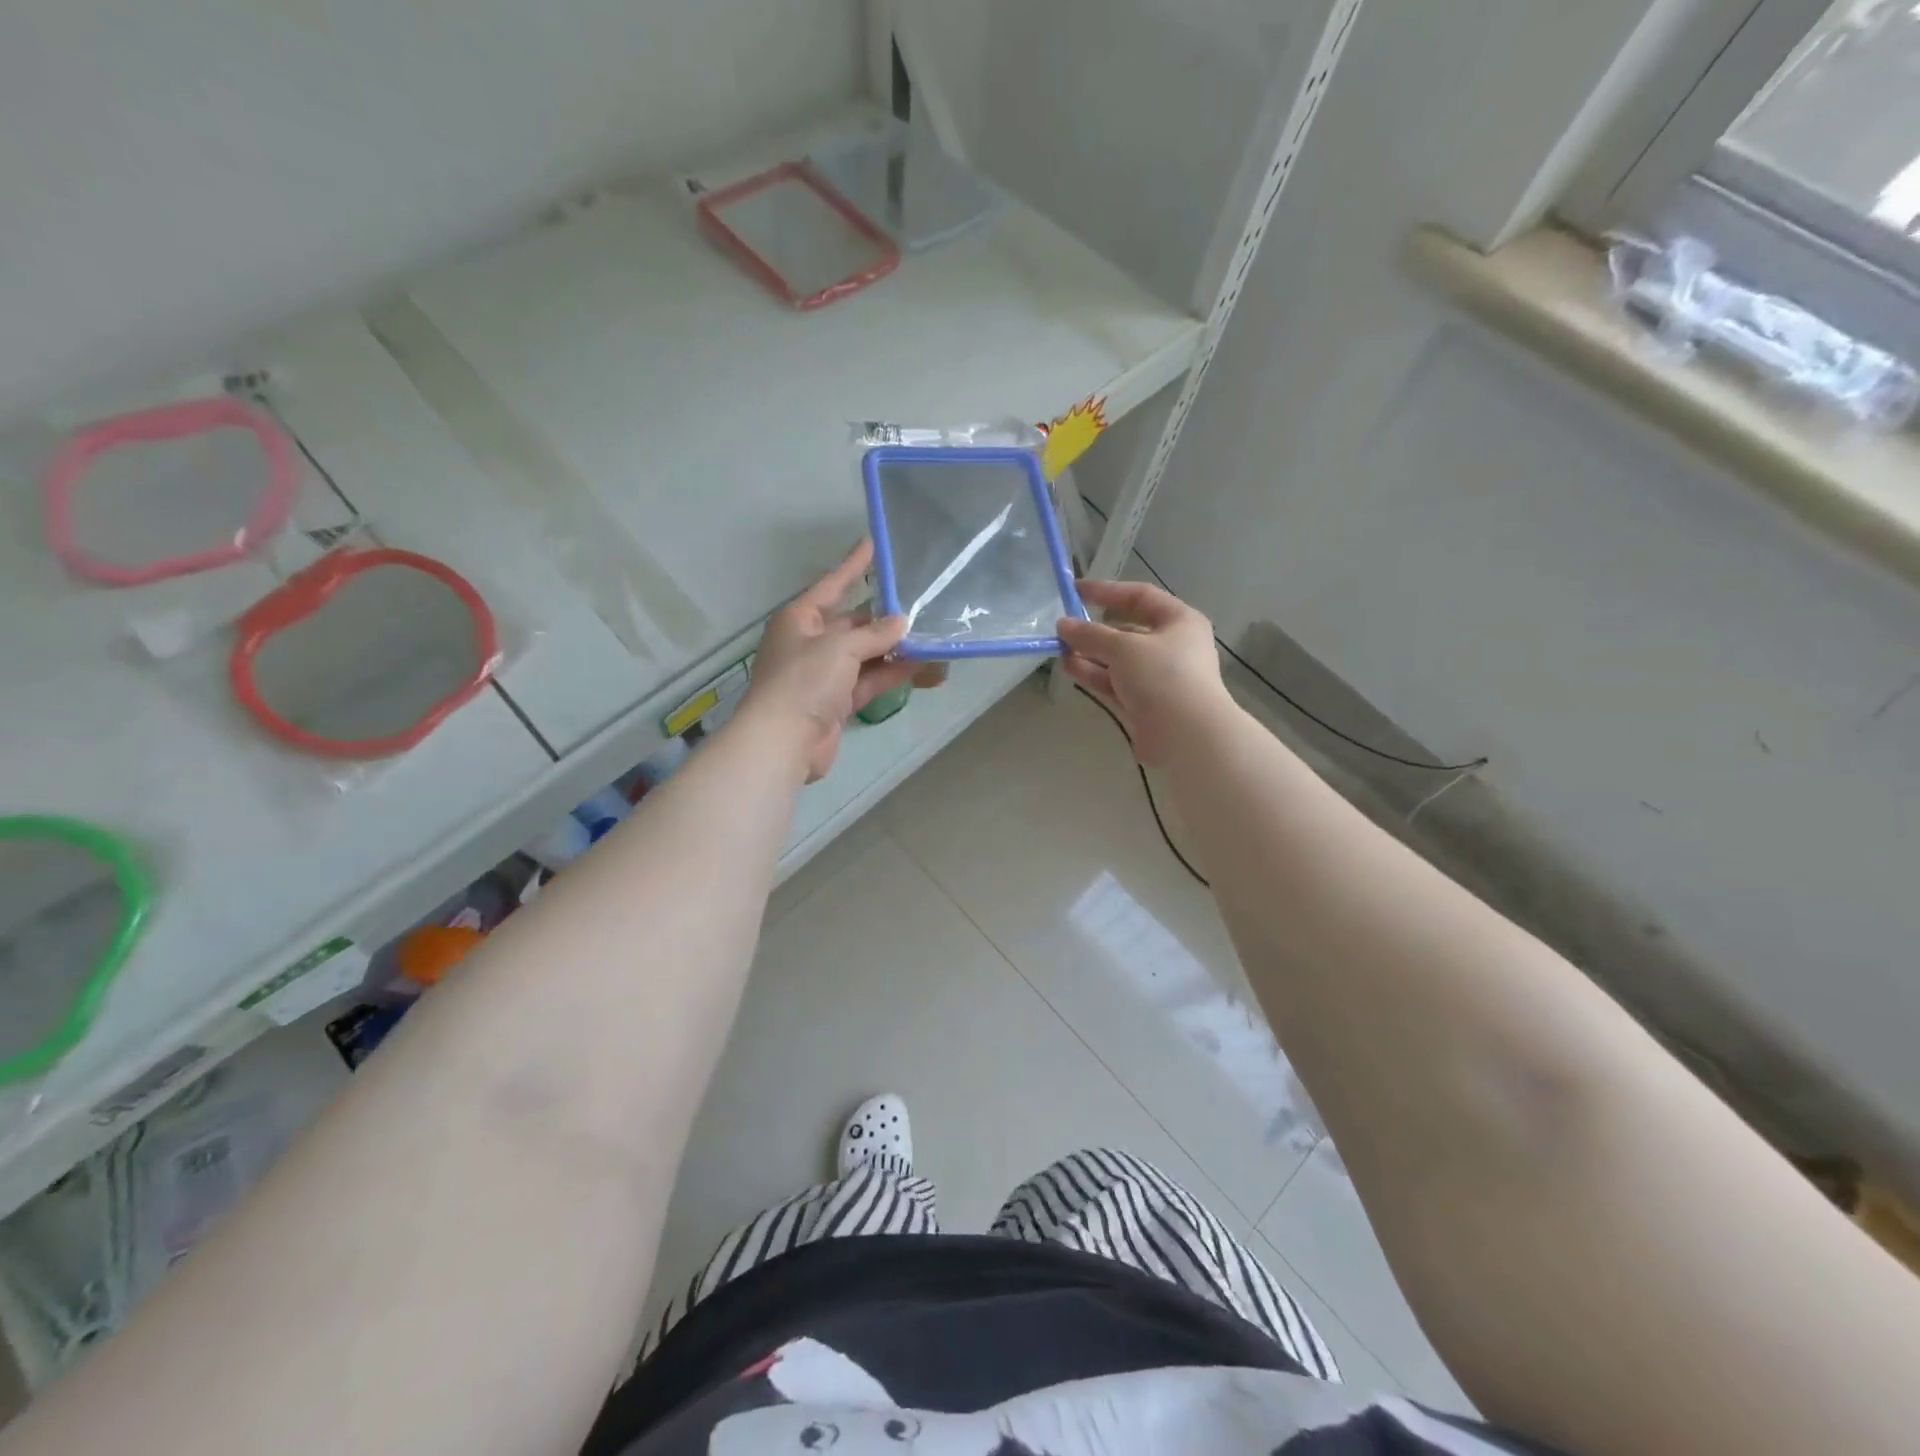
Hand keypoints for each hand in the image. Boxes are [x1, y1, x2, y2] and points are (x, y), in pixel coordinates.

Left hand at [744, 541, 914, 781]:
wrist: (784, 741)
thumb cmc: (804, 681)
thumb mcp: (840, 647)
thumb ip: (874, 634)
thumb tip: (902, 624)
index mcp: (800, 619)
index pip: (832, 585)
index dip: (853, 565)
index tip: (873, 543)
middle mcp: (811, 642)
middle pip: (853, 623)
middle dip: (885, 618)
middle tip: (921, 606)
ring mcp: (825, 674)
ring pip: (865, 655)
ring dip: (894, 649)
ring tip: (931, 638)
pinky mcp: (837, 701)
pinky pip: (870, 681)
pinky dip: (892, 674)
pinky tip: (921, 667)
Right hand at [1058, 579, 1231, 766]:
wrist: (1187, 736)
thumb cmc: (1162, 677)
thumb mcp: (1123, 647)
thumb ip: (1090, 635)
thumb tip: (1063, 625)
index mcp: (1179, 621)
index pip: (1140, 596)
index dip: (1107, 591)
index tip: (1075, 591)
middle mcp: (1172, 645)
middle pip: (1127, 630)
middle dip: (1094, 630)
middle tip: (1063, 628)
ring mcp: (1158, 676)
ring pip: (1118, 659)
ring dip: (1090, 653)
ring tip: (1059, 650)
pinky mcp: (1145, 703)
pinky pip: (1116, 682)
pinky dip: (1095, 674)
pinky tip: (1070, 668)